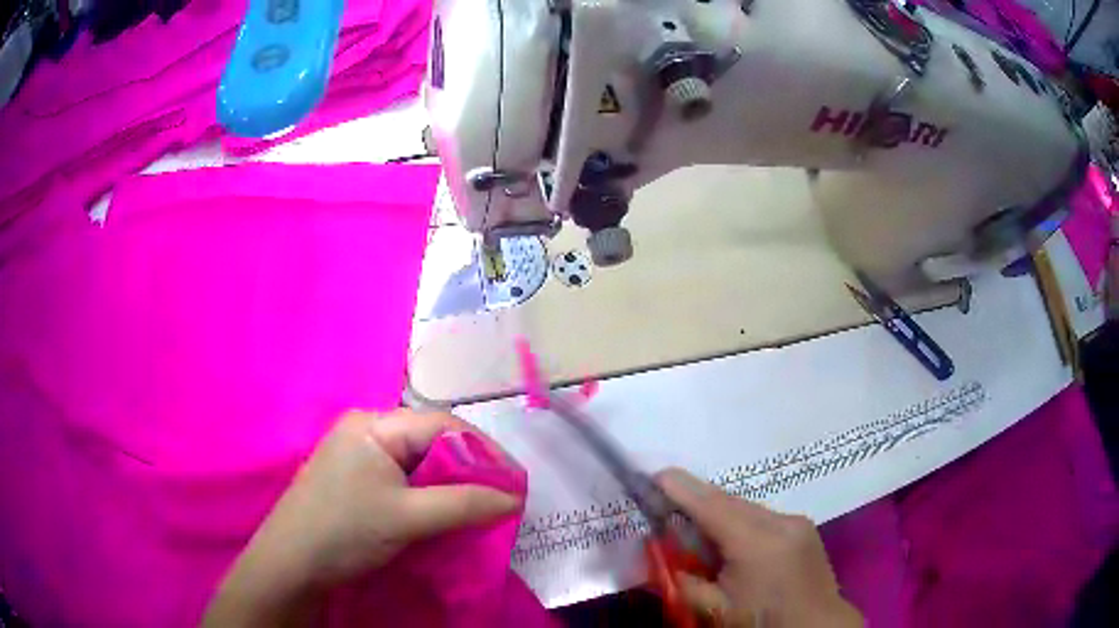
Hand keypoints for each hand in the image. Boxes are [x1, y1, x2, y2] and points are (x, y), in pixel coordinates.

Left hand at [203, 409, 519, 626]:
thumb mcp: (408, 518)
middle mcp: (366, 430)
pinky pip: (404, 478)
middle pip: (431, 441)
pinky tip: (444, 512)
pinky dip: (429, 494)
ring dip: (451, 484)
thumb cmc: (345, 531)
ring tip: (480, 506)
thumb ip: (465, 504)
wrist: (291, 564)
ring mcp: (358, 455)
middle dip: (469, 468)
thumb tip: (514, 499)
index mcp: (374, 424)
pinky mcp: (356, 479)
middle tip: (501, 497)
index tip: (515, 481)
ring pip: (419, 462)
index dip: (483, 450)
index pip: (442, 424)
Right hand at [656, 468, 862, 627]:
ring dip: (718, 514)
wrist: (815, 627)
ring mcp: (796, 520)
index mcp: (757, 542)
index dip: (679, 488)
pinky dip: (739, 523)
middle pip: (727, 501)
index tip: (652, 476)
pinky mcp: (802, 526)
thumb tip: (650, 555)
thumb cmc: (761, 622)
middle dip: (695, 502)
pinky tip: (732, 546)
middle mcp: (780, 520)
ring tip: (698, 536)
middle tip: (665, 511)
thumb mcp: (713, 609)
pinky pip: (761, 516)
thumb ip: (679, 580)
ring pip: (744, 507)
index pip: (710, 504)